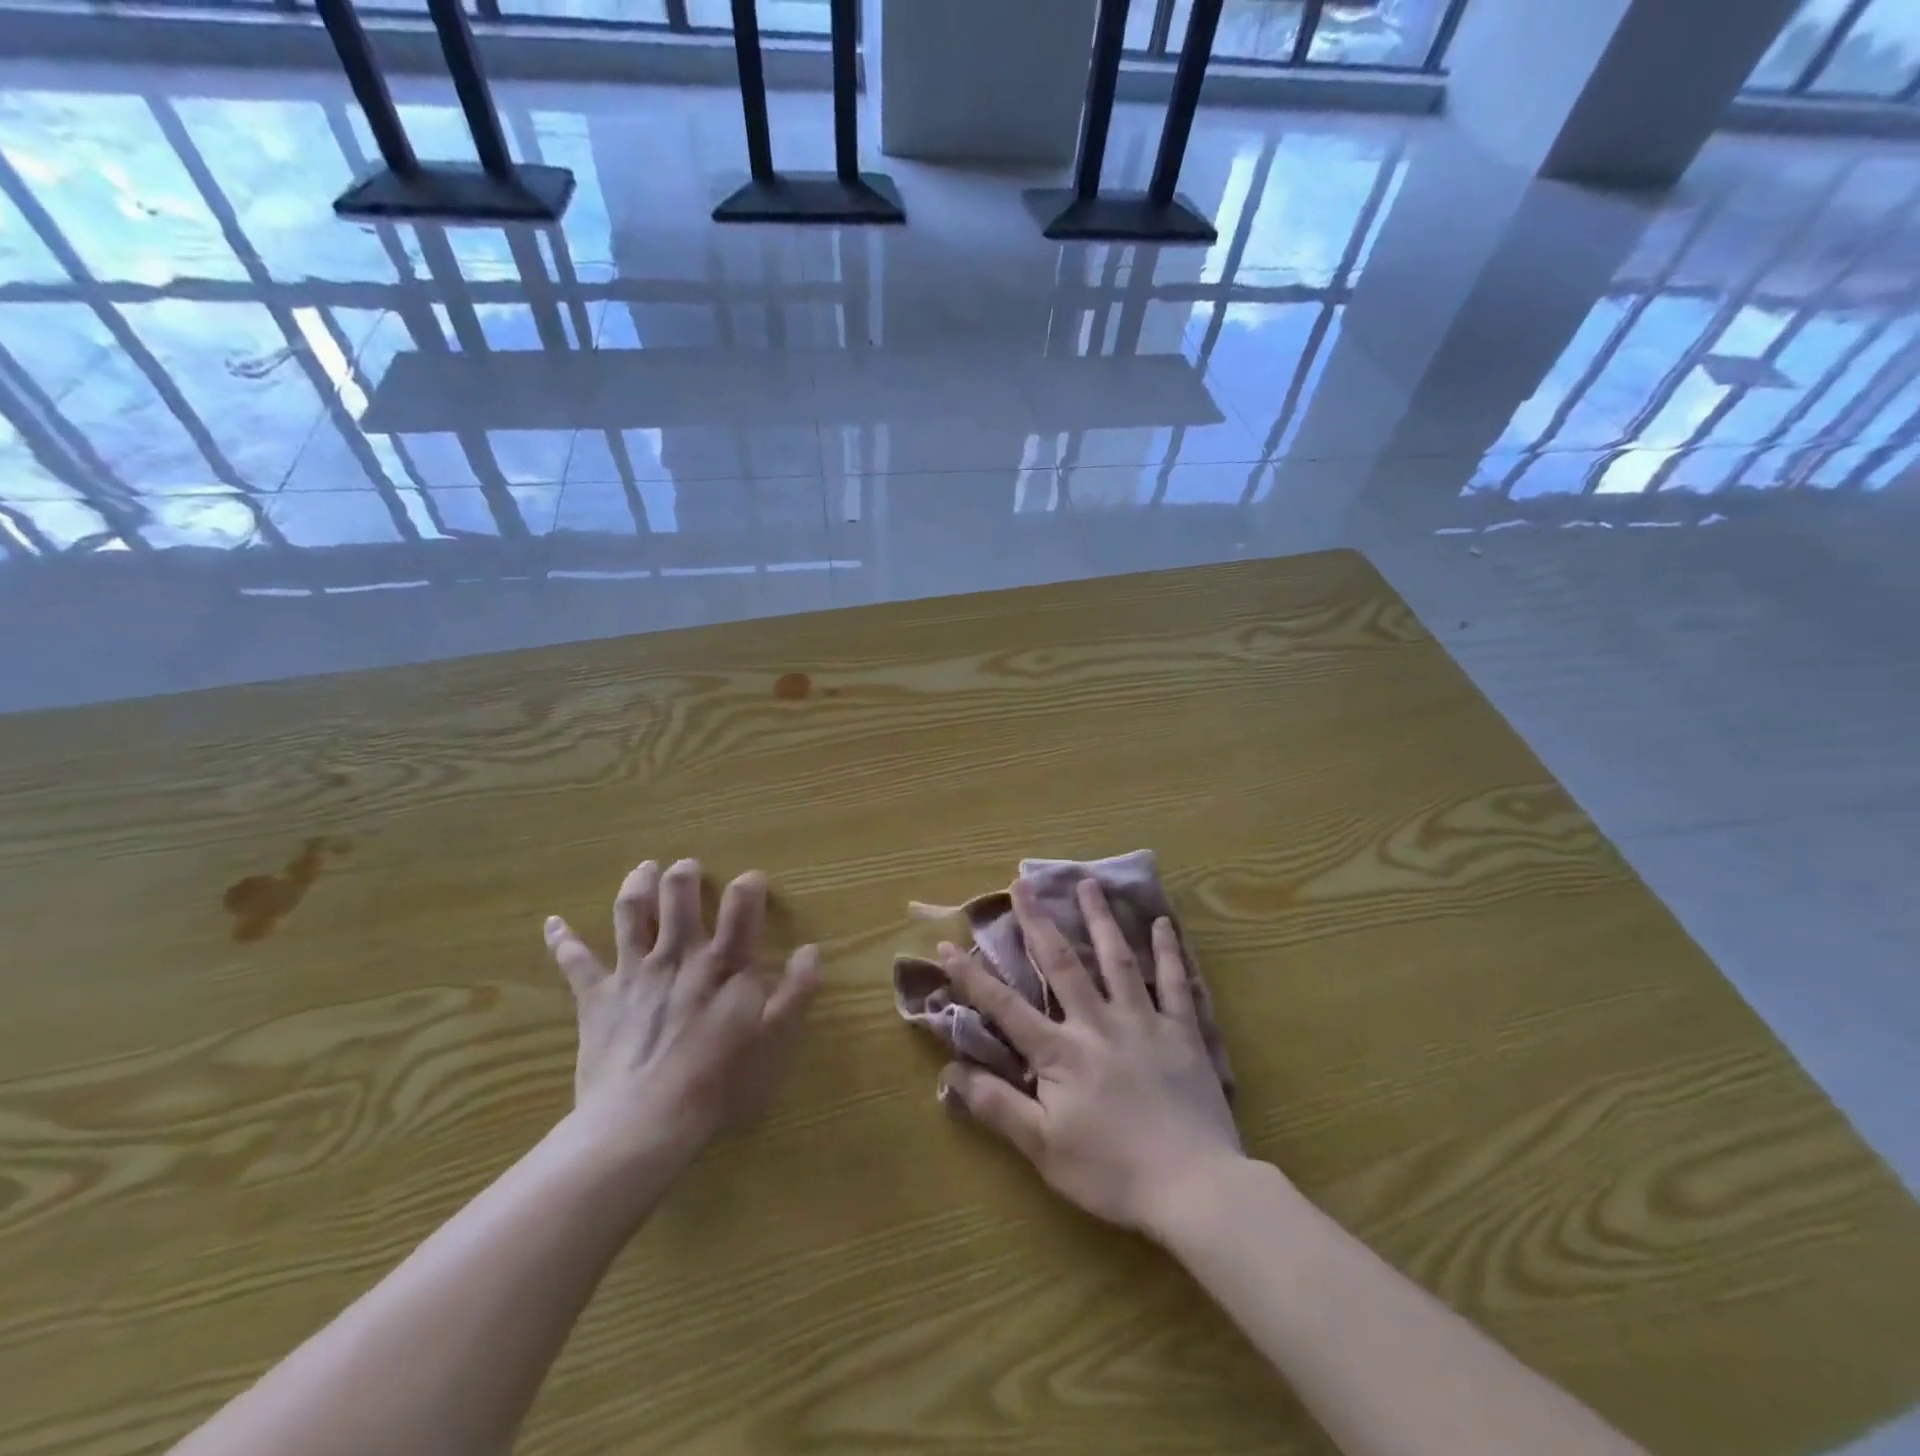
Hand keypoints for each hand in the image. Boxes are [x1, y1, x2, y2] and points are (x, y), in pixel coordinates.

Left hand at [545, 858, 820, 1165]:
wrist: (644, 1124)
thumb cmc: (720, 1083)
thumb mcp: (776, 1040)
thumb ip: (797, 992)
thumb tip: (811, 950)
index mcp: (724, 963)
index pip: (741, 905)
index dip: (749, 886)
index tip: (753, 881)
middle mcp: (678, 954)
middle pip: (678, 895)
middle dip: (685, 874)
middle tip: (688, 867)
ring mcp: (633, 972)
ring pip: (632, 913)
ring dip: (638, 885)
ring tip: (644, 869)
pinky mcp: (597, 997)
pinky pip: (575, 962)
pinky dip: (563, 940)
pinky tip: (553, 923)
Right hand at [936, 878, 1245, 1239]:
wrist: (1195, 1187)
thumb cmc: (1112, 1172)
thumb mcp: (1043, 1149)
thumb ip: (997, 1106)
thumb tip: (951, 1073)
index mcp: (1060, 1052)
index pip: (1005, 1007)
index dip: (972, 976)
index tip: (946, 945)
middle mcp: (1097, 1023)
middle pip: (1061, 963)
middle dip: (1037, 922)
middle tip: (1022, 883)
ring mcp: (1143, 1021)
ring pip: (1117, 959)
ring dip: (1100, 919)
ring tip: (1088, 883)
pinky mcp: (1182, 1032)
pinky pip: (1176, 982)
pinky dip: (1169, 951)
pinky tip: (1163, 923)